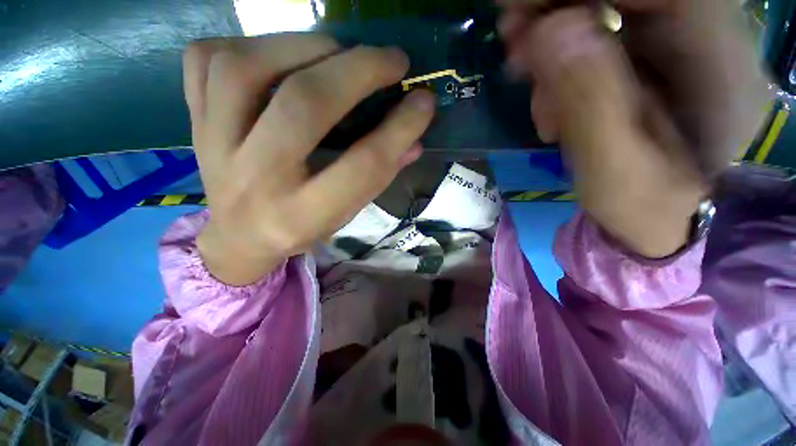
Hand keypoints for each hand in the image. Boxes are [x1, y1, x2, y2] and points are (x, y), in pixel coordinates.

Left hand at [184, 35, 434, 284]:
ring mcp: (214, 146)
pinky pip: (205, 61)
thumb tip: (415, 136)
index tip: (423, 101)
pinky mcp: (194, 122)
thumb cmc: (301, 228)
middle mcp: (257, 181)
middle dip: (356, 71)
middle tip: (391, 59)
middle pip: (304, 106)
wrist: (239, 238)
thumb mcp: (346, 214)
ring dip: (303, 45)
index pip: (362, 166)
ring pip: (245, 68)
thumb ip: (380, 176)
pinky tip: (277, 55)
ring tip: (338, 50)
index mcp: (304, 214)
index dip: (399, 129)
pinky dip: (246, 43)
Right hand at [499, 0, 769, 256]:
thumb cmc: (645, 209)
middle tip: (512, 39)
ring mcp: (681, 47)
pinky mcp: (654, 61)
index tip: (520, 10)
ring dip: (556, 39)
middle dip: (560, 9)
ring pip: (610, 10)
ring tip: (530, 88)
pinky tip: (550, 98)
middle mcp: (708, 41)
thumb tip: (550, 31)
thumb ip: (588, 102)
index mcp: (719, 66)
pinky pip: (603, 36)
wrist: (663, 222)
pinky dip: (564, 58)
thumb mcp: (615, 170)